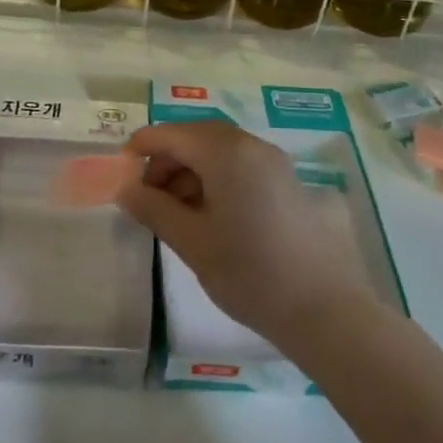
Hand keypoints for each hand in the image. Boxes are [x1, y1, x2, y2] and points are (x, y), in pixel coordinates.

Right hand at [118, 121, 374, 348]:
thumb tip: (125, 188)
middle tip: (145, 199)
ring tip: (173, 213)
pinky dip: (214, 179)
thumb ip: (153, 209)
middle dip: (165, 161)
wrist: (323, 308)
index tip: (119, 176)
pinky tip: (206, 216)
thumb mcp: (192, 242)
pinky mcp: (285, 181)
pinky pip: (239, 165)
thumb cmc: (250, 272)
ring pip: (217, 151)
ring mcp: (272, 161)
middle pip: (195, 137)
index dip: (140, 148)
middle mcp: (250, 144)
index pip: (170, 134)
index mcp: (225, 151)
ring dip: (189, 171)